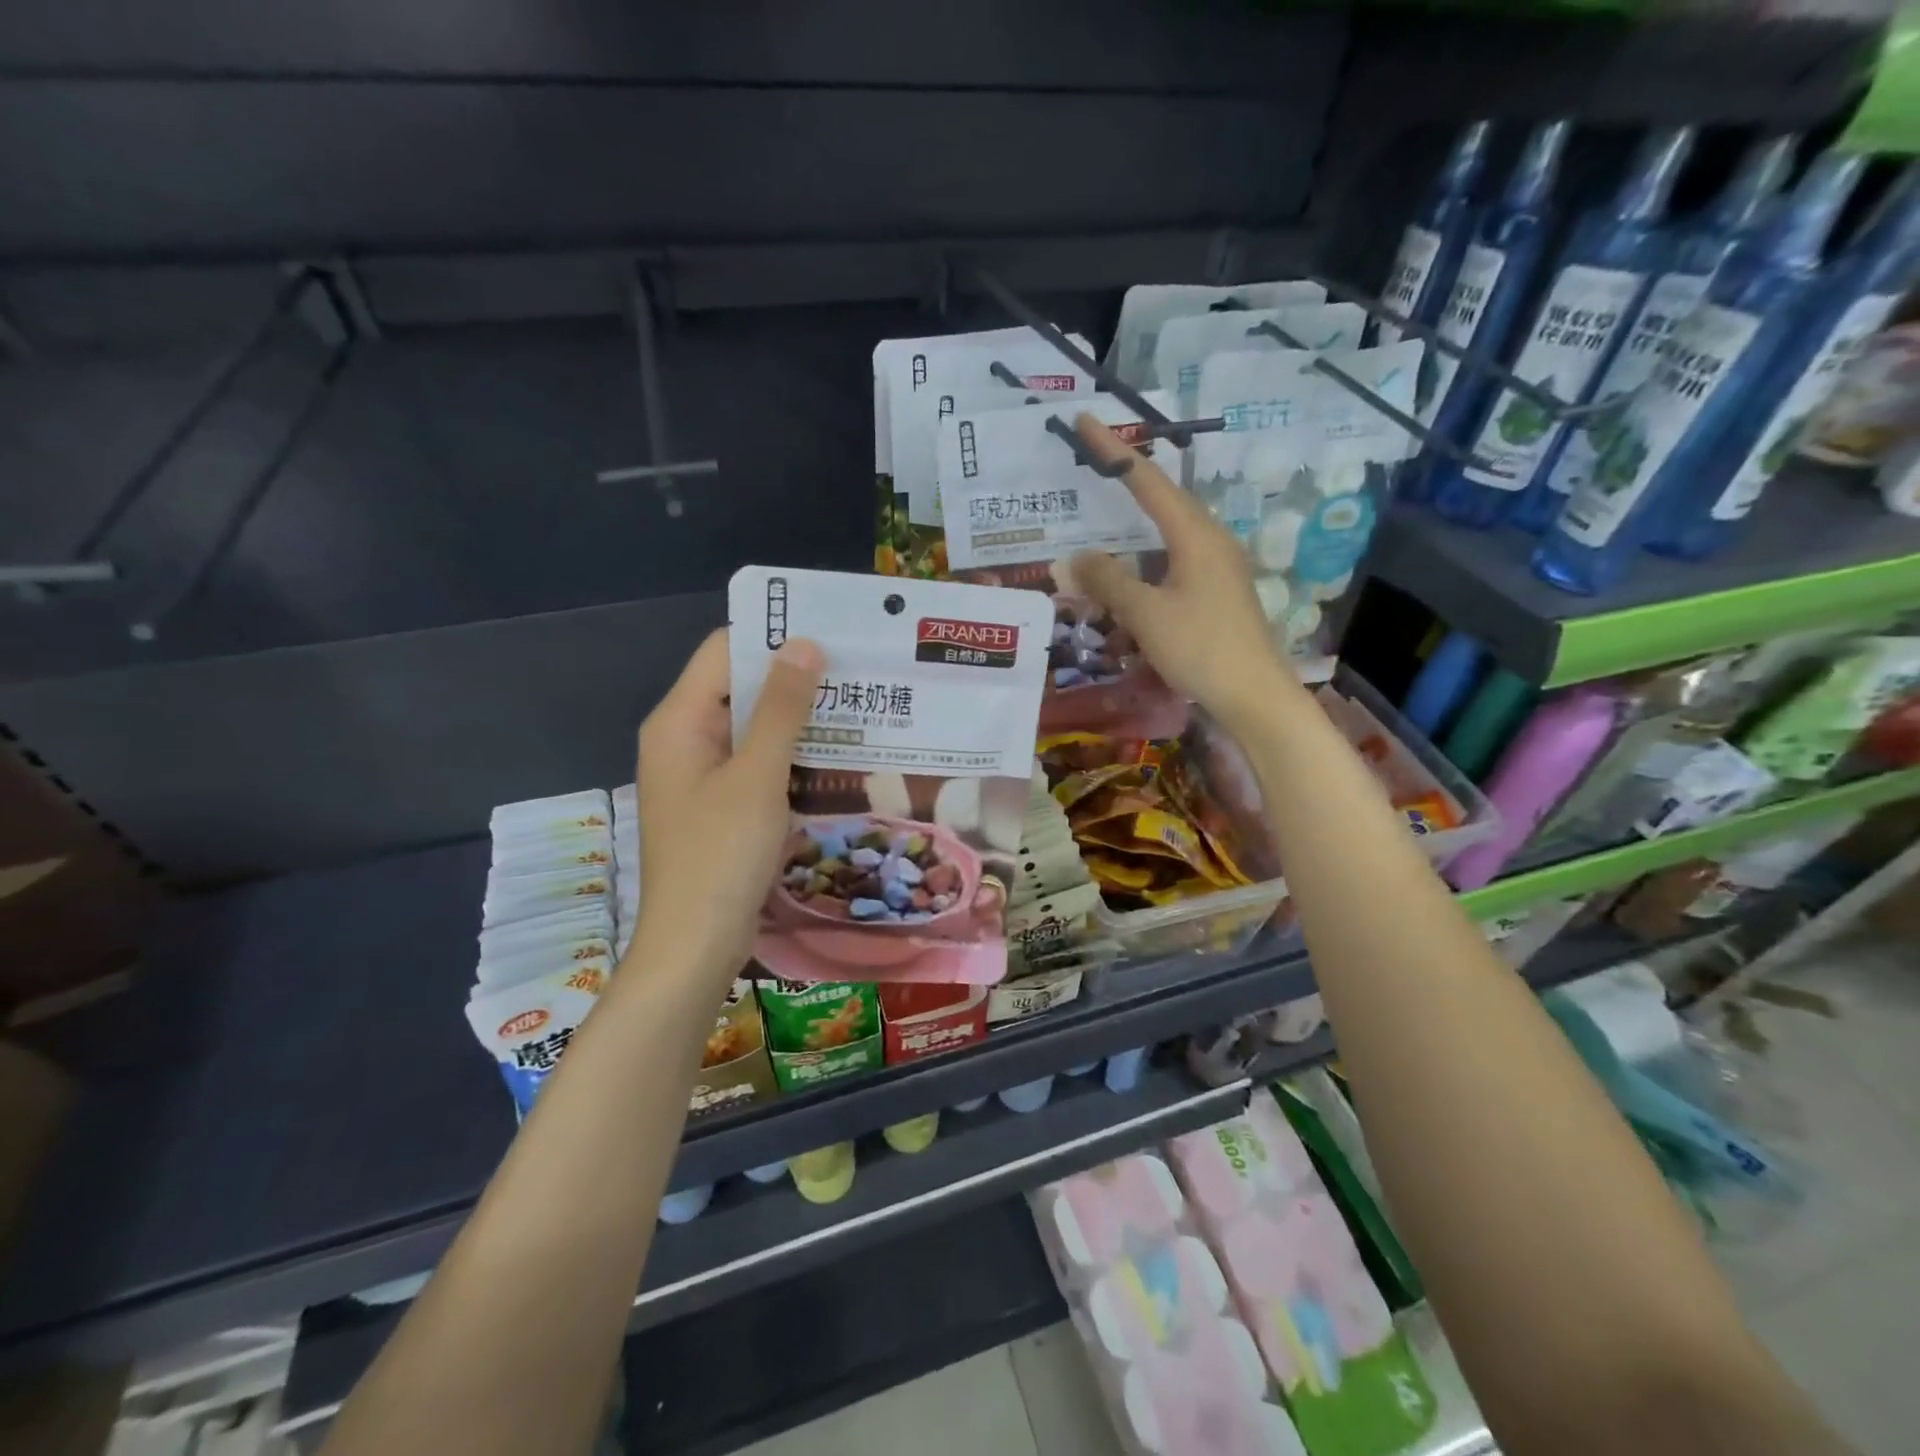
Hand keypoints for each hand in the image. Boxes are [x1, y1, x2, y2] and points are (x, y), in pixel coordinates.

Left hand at [632, 629, 823, 985]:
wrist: (694, 947)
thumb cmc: (721, 855)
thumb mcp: (758, 776)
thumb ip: (781, 708)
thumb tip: (803, 643)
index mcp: (679, 720)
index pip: (725, 651)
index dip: (773, 636)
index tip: (831, 634)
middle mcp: (684, 738)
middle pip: (739, 687)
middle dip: (794, 678)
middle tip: (856, 671)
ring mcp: (701, 774)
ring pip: (752, 727)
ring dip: (797, 718)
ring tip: (856, 706)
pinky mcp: (719, 805)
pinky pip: (756, 763)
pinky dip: (789, 755)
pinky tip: (834, 756)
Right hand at [1068, 415, 1302, 731]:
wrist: (1255, 695)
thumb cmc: (1201, 648)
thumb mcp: (1146, 614)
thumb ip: (1108, 581)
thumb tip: (1073, 558)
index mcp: (1195, 535)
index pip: (1147, 480)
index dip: (1114, 450)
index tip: (1086, 421)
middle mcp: (1210, 541)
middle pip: (1163, 499)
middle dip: (1127, 478)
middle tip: (1092, 461)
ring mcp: (1218, 568)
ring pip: (1168, 533)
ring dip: (1135, 523)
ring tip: (1104, 513)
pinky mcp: (1217, 593)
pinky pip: (1173, 561)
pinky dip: (1145, 558)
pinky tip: (1130, 573)